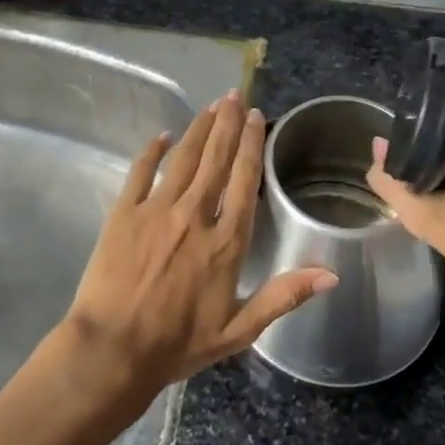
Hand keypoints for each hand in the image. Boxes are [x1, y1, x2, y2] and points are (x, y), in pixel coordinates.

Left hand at [61, 91, 337, 403]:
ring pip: (183, 158)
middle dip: (228, 124)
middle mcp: (194, 216)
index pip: (243, 181)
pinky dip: (152, 151)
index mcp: (225, 242)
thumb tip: (331, 273)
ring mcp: (157, 210)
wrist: (113, 350)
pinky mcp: (124, 212)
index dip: (252, 145)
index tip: (257, 117)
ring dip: (199, 129)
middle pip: (215, 159)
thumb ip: (283, 296)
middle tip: (235, 95)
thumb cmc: (178, 344)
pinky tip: (162, 135)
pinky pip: (140, 172)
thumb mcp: (239, 330)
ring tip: (212, 105)